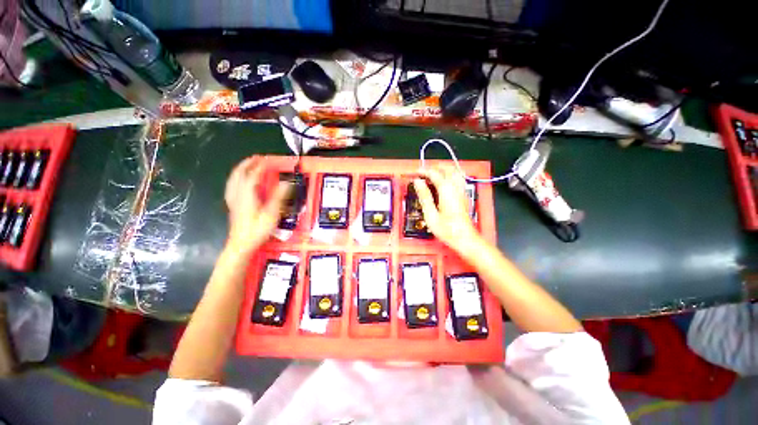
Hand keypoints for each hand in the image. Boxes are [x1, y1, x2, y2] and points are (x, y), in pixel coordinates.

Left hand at [224, 157, 289, 253]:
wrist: (241, 245)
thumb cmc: (257, 230)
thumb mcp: (271, 214)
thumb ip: (278, 197)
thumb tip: (287, 182)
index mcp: (247, 195)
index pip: (252, 176)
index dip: (260, 167)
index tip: (268, 160)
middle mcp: (238, 195)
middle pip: (239, 174)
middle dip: (247, 164)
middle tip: (257, 158)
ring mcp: (233, 200)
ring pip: (233, 179)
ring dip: (241, 170)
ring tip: (249, 165)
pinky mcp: (233, 205)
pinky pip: (232, 186)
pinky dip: (236, 179)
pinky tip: (241, 181)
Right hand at [413, 165, 481, 252]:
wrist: (465, 239)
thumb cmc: (448, 230)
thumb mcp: (430, 215)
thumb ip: (424, 196)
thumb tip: (418, 182)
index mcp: (446, 190)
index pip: (434, 173)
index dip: (423, 171)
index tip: (416, 173)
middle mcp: (456, 188)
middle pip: (447, 168)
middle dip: (434, 167)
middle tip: (424, 172)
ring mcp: (462, 191)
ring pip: (455, 171)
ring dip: (444, 169)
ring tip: (433, 174)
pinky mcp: (464, 196)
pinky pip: (459, 179)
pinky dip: (450, 175)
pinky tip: (445, 181)